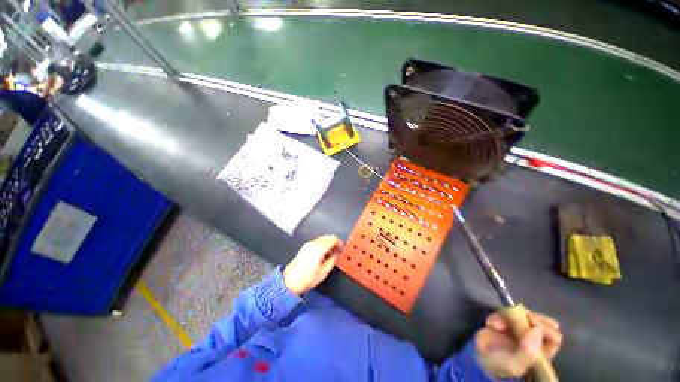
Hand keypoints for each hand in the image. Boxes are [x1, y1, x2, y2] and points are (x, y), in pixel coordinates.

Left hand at [283, 235, 342, 294]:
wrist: (289, 282)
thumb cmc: (308, 278)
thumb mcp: (324, 271)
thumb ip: (333, 260)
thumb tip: (337, 254)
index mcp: (319, 247)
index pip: (333, 239)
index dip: (339, 243)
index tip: (341, 249)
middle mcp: (313, 243)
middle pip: (327, 237)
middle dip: (334, 242)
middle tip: (337, 251)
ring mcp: (308, 244)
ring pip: (321, 238)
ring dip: (328, 243)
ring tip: (330, 253)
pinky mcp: (304, 247)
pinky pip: (316, 241)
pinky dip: (322, 244)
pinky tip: (322, 254)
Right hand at [475, 311, 561, 377]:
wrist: (478, 356)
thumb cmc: (499, 364)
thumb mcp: (514, 364)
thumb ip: (528, 352)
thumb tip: (536, 330)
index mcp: (542, 352)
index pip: (554, 336)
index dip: (545, 328)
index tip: (531, 323)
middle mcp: (535, 339)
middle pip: (544, 322)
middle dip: (531, 317)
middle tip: (519, 317)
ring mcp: (521, 328)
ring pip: (525, 314)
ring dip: (509, 315)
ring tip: (496, 324)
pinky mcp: (506, 320)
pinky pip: (505, 312)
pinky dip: (497, 315)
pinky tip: (490, 324)